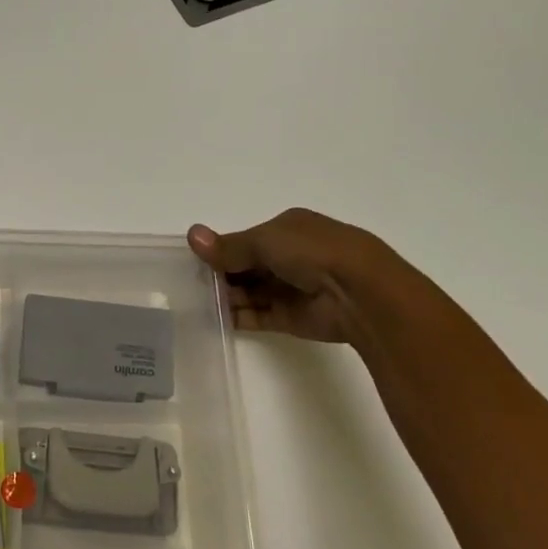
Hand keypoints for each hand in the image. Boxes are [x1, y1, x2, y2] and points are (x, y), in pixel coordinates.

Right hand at [186, 209, 391, 344]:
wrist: (359, 292)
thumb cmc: (312, 252)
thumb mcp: (264, 240)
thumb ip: (227, 246)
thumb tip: (192, 235)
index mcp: (288, 229)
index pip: (247, 240)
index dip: (221, 249)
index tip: (194, 261)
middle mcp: (291, 257)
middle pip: (246, 267)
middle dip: (220, 274)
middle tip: (188, 284)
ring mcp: (291, 289)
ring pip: (249, 292)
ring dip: (225, 297)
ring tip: (193, 302)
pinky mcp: (290, 317)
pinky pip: (256, 316)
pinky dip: (235, 317)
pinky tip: (210, 318)